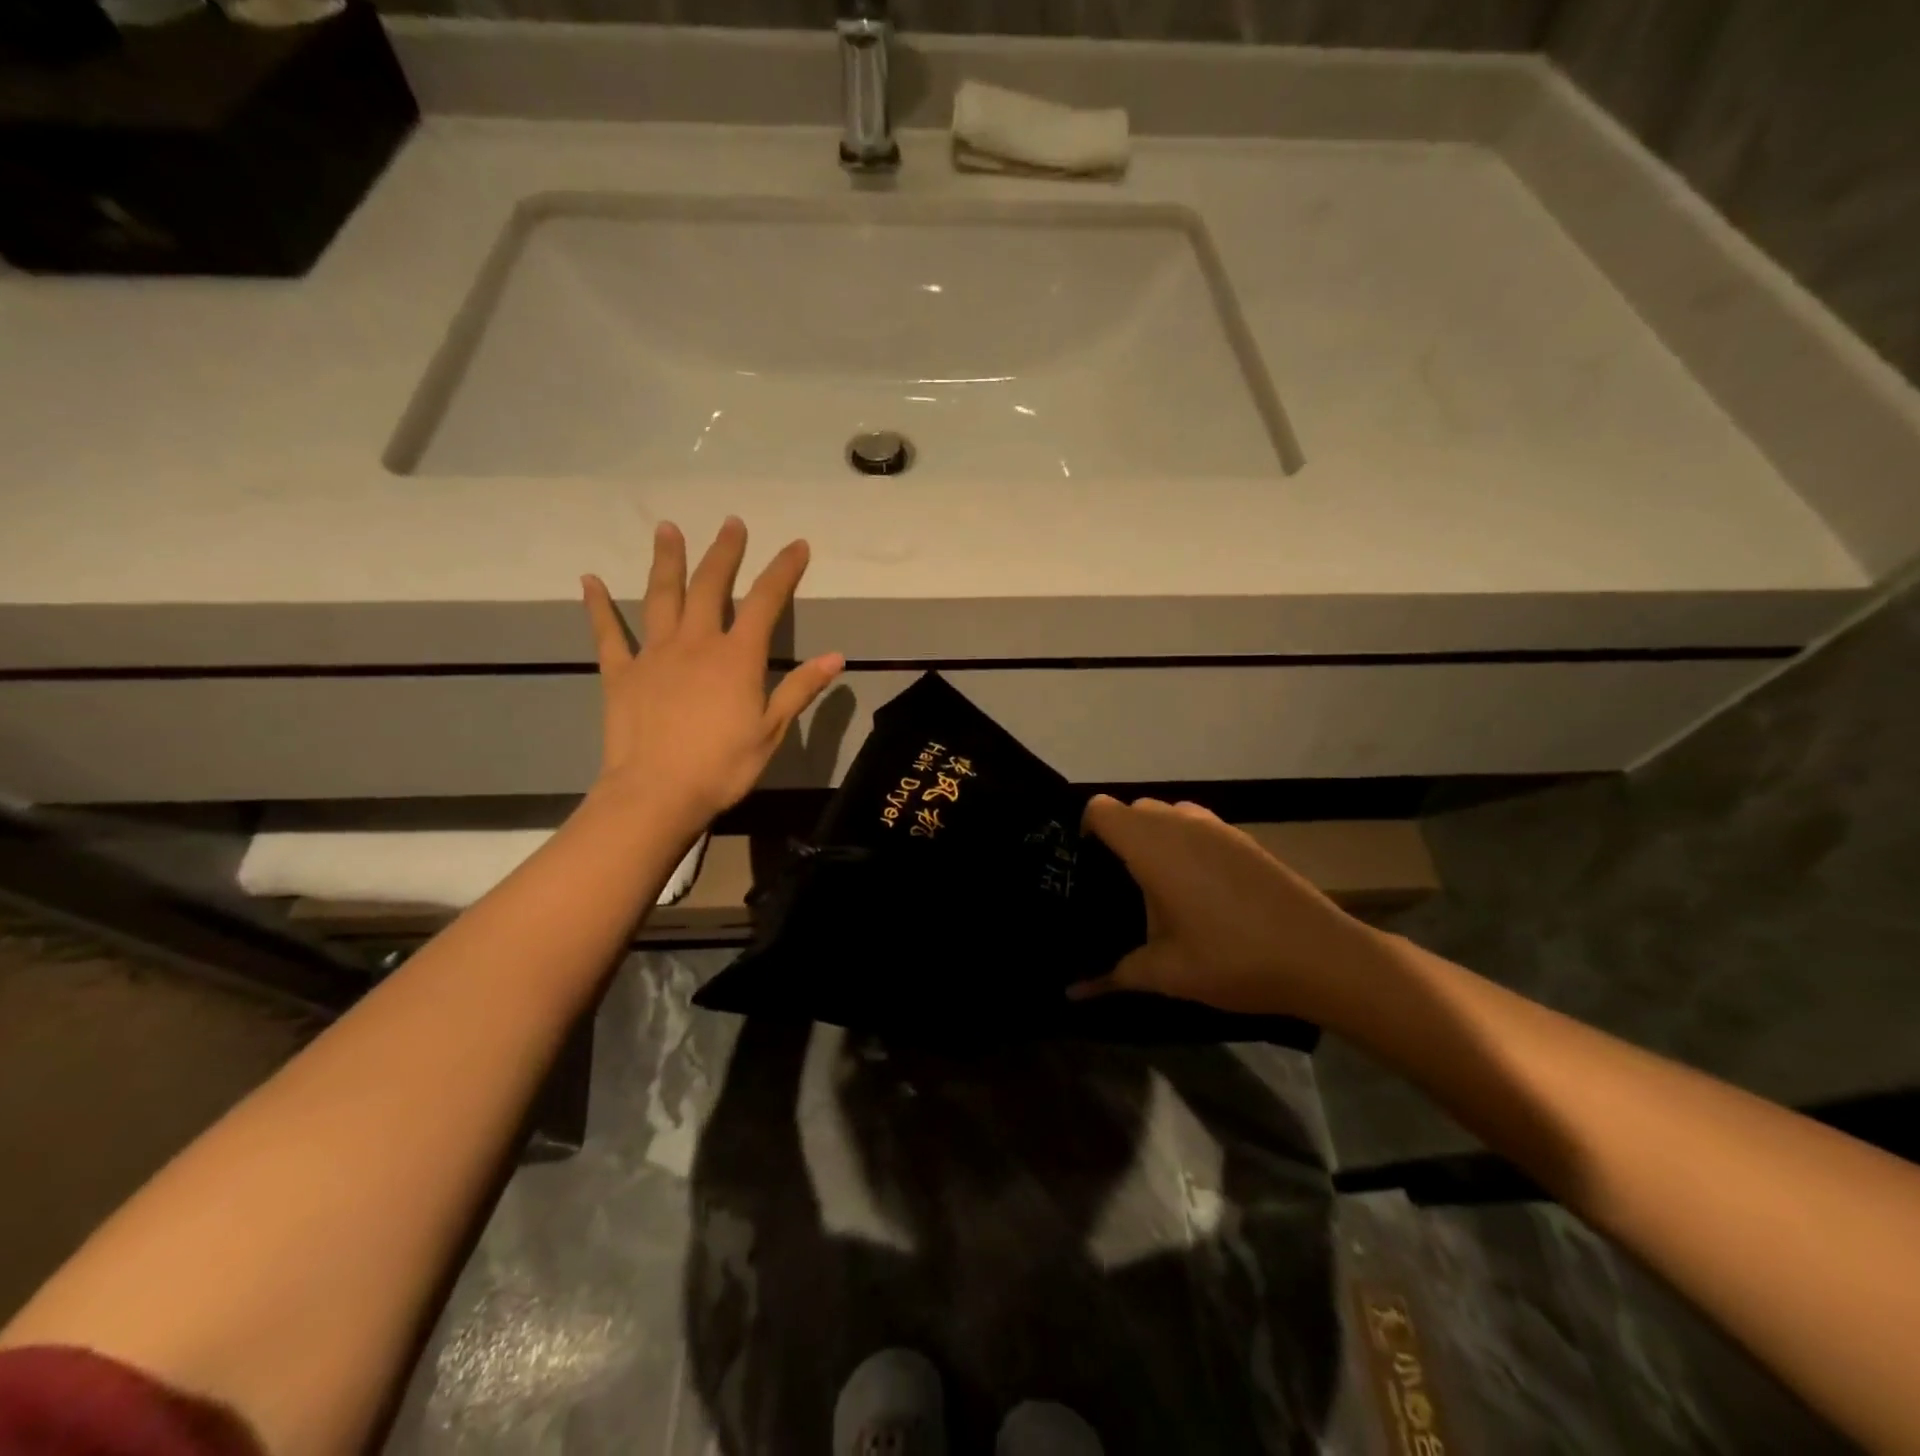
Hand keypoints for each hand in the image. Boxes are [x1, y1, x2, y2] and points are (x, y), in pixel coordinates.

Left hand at [581, 517, 844, 834]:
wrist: (657, 793)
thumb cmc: (723, 766)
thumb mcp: (772, 730)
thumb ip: (801, 688)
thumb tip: (837, 657)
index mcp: (737, 657)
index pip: (766, 602)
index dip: (783, 570)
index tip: (797, 545)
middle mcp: (696, 642)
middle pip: (711, 586)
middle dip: (724, 553)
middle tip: (731, 523)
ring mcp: (654, 654)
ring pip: (661, 597)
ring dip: (667, 561)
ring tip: (667, 528)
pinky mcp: (621, 673)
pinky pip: (608, 634)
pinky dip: (598, 606)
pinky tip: (589, 580)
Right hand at [1073, 796, 1386, 1018]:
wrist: (1322, 956)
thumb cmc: (1233, 958)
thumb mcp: (1166, 973)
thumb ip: (1113, 976)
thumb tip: (1072, 992)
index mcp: (1152, 845)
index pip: (1100, 809)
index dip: (1084, 831)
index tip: (1083, 868)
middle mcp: (1180, 823)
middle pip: (1132, 810)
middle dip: (1117, 838)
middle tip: (1114, 886)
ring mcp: (1216, 827)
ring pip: (1167, 815)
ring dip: (1154, 838)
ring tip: (1155, 887)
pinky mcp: (1243, 839)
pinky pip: (1197, 827)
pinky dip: (1184, 844)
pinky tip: (1197, 891)